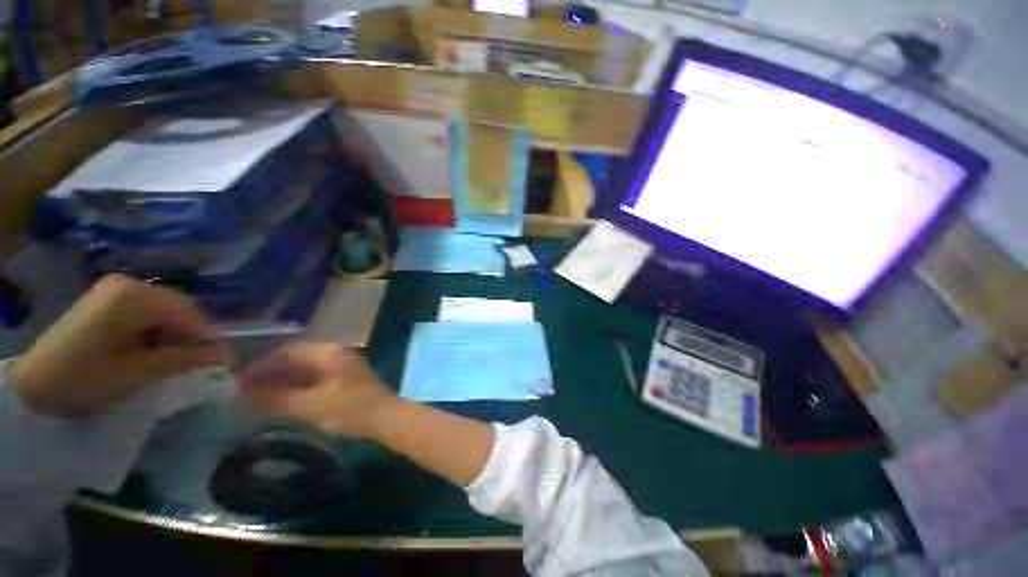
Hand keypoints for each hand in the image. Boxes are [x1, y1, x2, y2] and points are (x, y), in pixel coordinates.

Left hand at [10, 274, 223, 417]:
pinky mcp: (107, 296)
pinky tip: (143, 346)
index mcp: (135, 296)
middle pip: (177, 306)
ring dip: (169, 332)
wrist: (35, 383)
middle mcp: (129, 283)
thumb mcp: (138, 372)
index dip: (205, 336)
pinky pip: (146, 308)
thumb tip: (225, 354)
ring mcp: (115, 287)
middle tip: (185, 361)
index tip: (213, 360)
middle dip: (186, 333)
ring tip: (160, 356)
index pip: (190, 312)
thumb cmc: (86, 378)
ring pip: (163, 308)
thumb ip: (184, 359)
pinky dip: (153, 328)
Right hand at [236, 342, 394, 438]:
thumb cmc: (349, 408)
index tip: (239, 381)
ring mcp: (343, 364)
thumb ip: (277, 397)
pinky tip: (286, 398)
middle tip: (246, 389)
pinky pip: (316, 376)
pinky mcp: (347, 378)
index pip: (287, 351)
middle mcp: (336, 353)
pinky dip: (299, 385)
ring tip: (260, 395)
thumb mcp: (310, 405)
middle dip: (271, 372)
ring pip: (307, 367)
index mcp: (328, 352)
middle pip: (297, 357)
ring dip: (284, 379)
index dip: (261, 366)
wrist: (385, 416)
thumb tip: (245, 391)